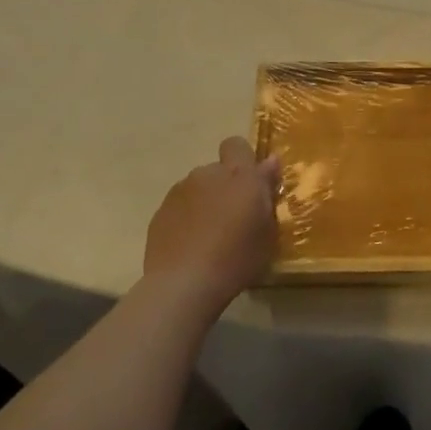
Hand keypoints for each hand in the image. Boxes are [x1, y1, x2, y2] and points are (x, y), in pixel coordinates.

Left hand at [143, 137, 281, 319]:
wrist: (184, 284)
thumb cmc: (237, 257)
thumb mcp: (268, 230)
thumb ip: (267, 192)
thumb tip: (270, 162)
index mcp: (239, 175)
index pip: (237, 145)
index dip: (243, 159)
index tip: (252, 184)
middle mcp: (207, 174)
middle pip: (218, 170)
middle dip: (226, 186)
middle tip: (234, 217)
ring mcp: (180, 191)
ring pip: (198, 188)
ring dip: (206, 201)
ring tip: (210, 235)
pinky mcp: (160, 211)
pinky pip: (181, 206)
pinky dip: (187, 218)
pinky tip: (191, 245)